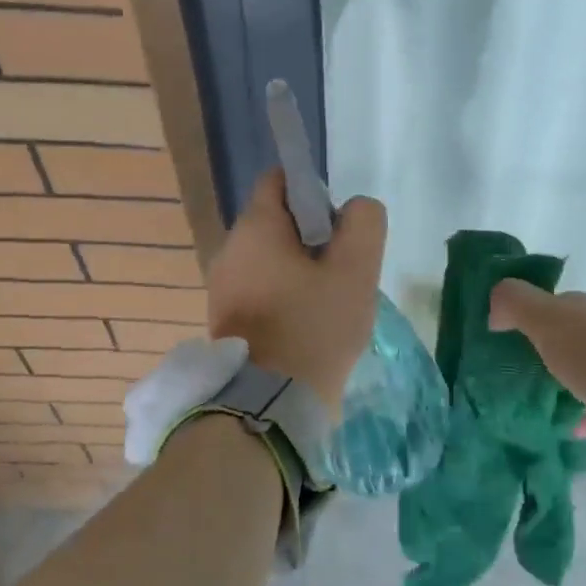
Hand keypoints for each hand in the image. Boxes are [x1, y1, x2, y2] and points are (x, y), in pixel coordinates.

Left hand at [207, 169, 386, 414]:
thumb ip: (364, 224)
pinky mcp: (224, 320)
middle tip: (342, 272)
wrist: (271, 404)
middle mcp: (229, 250)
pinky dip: (284, 297)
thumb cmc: (315, 328)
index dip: (315, 193)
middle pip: (276, 223)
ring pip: (270, 260)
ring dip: (300, 272)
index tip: (339, 229)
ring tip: (329, 303)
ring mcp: (222, 288)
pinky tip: (307, 325)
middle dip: (312, 239)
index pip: (280, 181)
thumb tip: (354, 210)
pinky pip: (260, 291)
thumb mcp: (357, 270)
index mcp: (255, 228)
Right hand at [487, 281, 585, 423]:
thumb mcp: (548, 322)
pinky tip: (576, 427)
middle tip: (516, 375)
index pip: (548, 305)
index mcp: (581, 307)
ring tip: (541, 403)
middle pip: (569, 335)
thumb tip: (493, 309)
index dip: (524, 317)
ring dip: (567, 378)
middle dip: (546, 349)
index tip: (501, 340)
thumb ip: (516, 304)